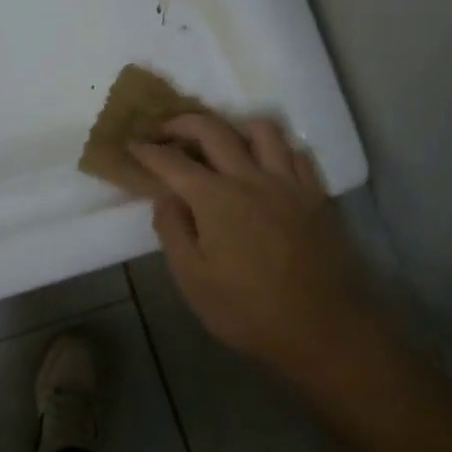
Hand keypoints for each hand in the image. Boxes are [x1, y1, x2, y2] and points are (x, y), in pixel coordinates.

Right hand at [130, 116, 372, 382]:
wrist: (321, 329)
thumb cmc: (247, 310)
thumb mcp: (193, 280)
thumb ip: (173, 231)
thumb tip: (165, 198)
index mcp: (215, 199)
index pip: (172, 162)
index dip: (147, 150)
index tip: (131, 144)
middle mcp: (251, 178)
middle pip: (213, 129)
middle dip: (182, 123)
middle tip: (164, 131)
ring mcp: (288, 183)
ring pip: (261, 129)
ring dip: (232, 127)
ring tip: (219, 143)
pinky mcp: (315, 195)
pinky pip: (294, 152)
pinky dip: (272, 148)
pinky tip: (263, 165)